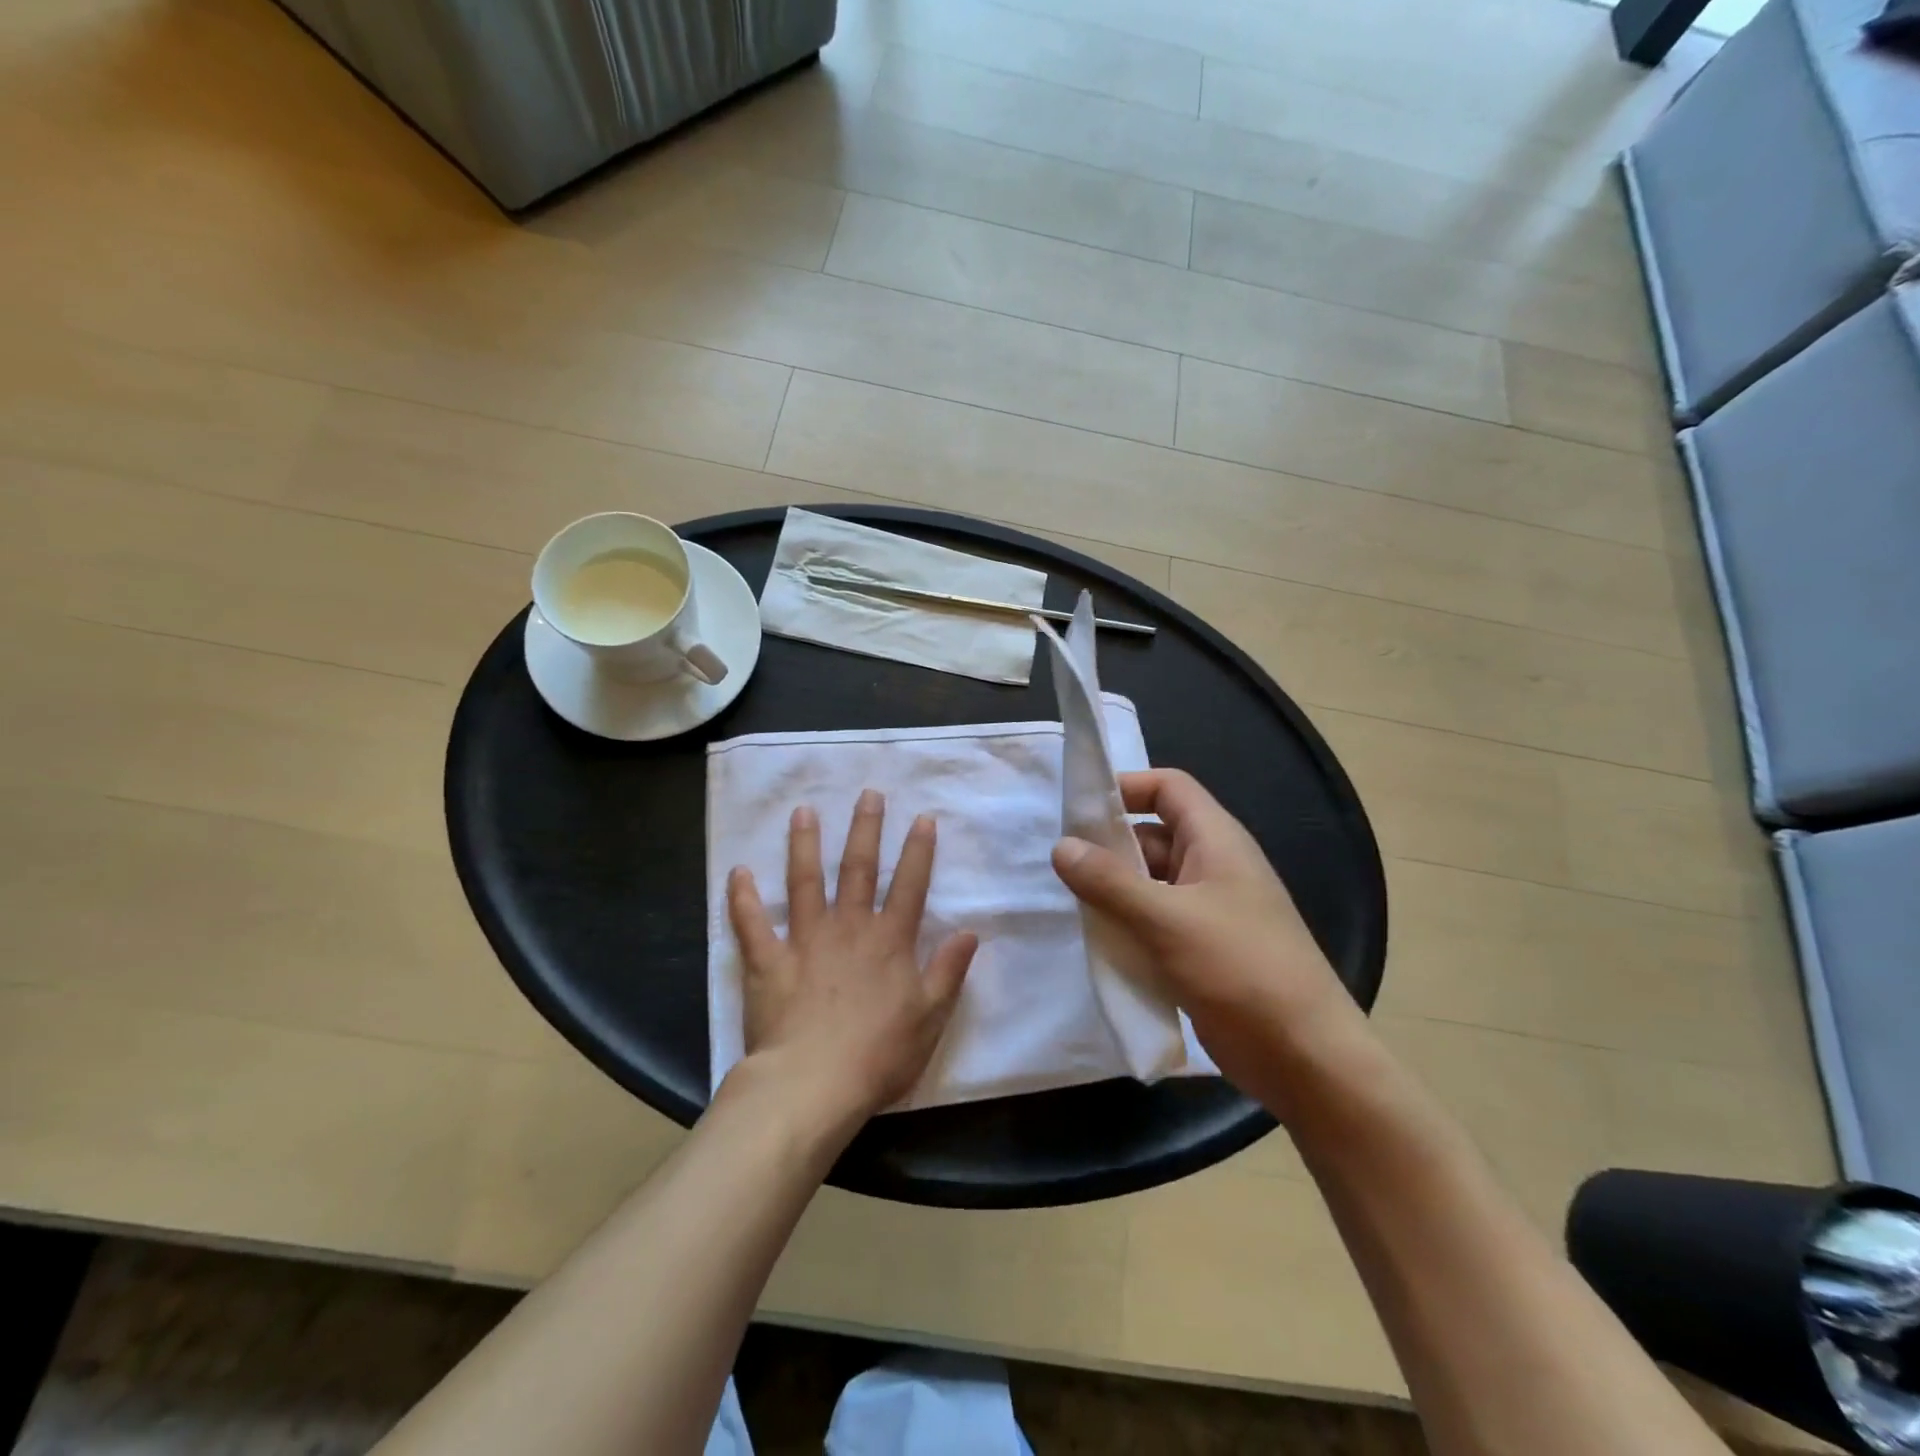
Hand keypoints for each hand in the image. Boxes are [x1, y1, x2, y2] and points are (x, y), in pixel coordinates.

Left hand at [727, 789, 978, 1126]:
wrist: (813, 1085)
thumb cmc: (878, 1055)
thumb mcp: (930, 1017)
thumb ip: (948, 972)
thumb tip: (970, 932)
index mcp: (889, 942)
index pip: (910, 886)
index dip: (919, 851)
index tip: (922, 818)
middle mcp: (849, 929)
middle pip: (859, 870)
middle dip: (866, 829)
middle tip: (868, 794)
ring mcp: (805, 941)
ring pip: (805, 882)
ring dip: (805, 845)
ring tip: (803, 812)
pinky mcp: (768, 962)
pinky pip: (751, 924)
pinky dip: (743, 898)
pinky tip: (738, 872)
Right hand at [1050, 769, 1359, 1093]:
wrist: (1304, 1057)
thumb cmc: (1240, 970)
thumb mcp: (1167, 920)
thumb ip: (1109, 881)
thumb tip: (1060, 846)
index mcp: (1216, 841)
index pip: (1168, 788)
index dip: (1126, 786)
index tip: (1079, 809)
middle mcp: (1212, 866)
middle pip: (1152, 835)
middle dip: (1107, 846)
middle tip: (1058, 864)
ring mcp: (1207, 910)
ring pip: (1149, 882)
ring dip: (1112, 890)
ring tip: (1066, 901)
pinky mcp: (1200, 949)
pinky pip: (1154, 921)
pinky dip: (1126, 924)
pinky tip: (1094, 939)